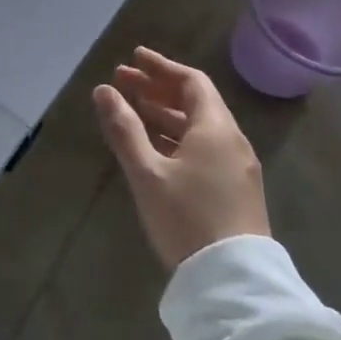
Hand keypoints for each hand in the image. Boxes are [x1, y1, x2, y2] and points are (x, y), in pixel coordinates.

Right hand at [92, 47, 268, 270]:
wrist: (233, 280)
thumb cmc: (186, 218)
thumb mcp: (147, 172)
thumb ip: (124, 129)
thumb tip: (103, 91)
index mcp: (215, 129)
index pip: (191, 82)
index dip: (161, 68)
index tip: (133, 58)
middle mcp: (232, 141)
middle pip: (196, 102)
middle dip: (158, 89)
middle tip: (123, 82)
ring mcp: (237, 167)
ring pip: (199, 127)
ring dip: (166, 113)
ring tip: (132, 109)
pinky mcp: (235, 190)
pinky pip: (205, 148)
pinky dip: (178, 136)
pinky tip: (156, 146)